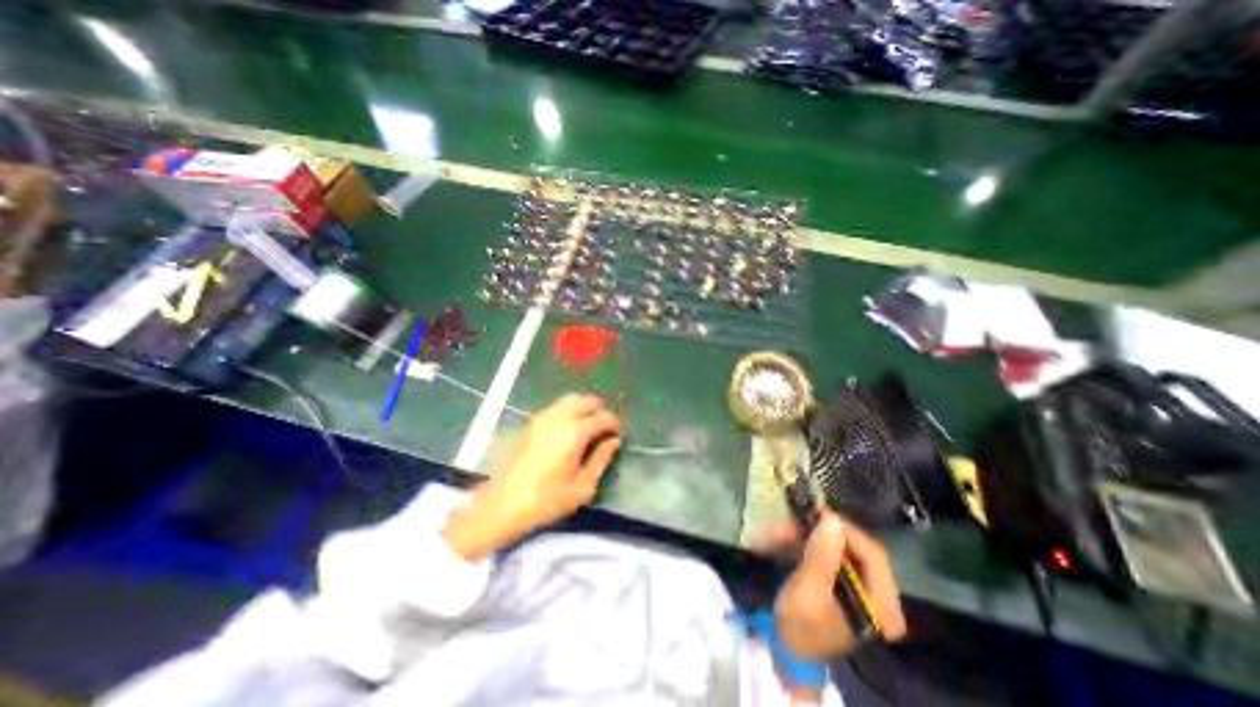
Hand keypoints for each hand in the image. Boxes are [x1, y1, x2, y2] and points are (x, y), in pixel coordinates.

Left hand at [446, 394, 621, 560]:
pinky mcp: (533, 422)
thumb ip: (601, 459)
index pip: (603, 417)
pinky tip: (572, 428)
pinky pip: (558, 406)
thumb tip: (613, 441)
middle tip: (606, 428)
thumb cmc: (547, 500)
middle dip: (601, 410)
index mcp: (574, 432)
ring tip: (591, 426)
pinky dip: (571, 410)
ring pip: (571, 399)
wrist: (503, 505)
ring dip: (585, 407)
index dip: (615, 424)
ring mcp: (543, 417)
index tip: (619, 435)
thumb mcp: (582, 486)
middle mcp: (559, 417)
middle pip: (587, 400)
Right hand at [757, 511, 904, 658]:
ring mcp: (865, 590)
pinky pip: (834, 555)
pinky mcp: (849, 585)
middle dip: (826, 532)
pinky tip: (790, 538)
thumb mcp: (807, 591)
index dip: (845, 531)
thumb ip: (821, 557)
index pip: (873, 556)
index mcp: (882, 608)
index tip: (816, 514)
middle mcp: (881, 597)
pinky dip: (812, 544)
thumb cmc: (800, 626)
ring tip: (787, 528)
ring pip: (844, 549)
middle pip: (859, 549)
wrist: (789, 651)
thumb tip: (831, 519)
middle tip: (801, 517)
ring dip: (815, 536)